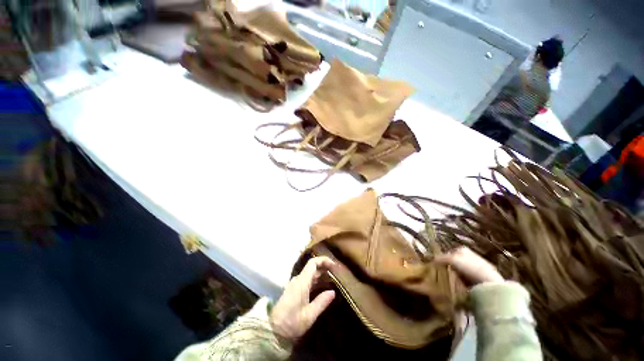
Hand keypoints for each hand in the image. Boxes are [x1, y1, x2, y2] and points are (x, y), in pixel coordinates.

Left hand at [269, 257, 335, 340]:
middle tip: (338, 275)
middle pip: (310, 269)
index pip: (312, 264)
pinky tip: (321, 289)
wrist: (273, 329)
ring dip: (319, 276)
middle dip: (324, 268)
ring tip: (333, 281)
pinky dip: (314, 282)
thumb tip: (333, 291)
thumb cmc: (292, 322)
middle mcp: (295, 282)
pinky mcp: (291, 294)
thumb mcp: (310, 315)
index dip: (324, 260)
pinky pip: (304, 282)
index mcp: (300, 284)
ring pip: (307, 276)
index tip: (336, 266)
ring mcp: (292, 287)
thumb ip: (321, 302)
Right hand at [435, 247, 503, 284]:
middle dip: (444, 270)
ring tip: (441, 286)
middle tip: (435, 278)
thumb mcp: (454, 260)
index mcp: (462, 250)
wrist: (486, 281)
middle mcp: (466, 258)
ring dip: (448, 279)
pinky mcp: (471, 280)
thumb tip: (431, 260)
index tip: (431, 269)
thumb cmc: (471, 268)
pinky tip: (450, 289)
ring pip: (454, 273)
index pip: (447, 254)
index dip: (440, 260)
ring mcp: (469, 269)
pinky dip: (454, 285)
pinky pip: (459, 281)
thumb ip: (442, 259)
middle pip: (451, 264)